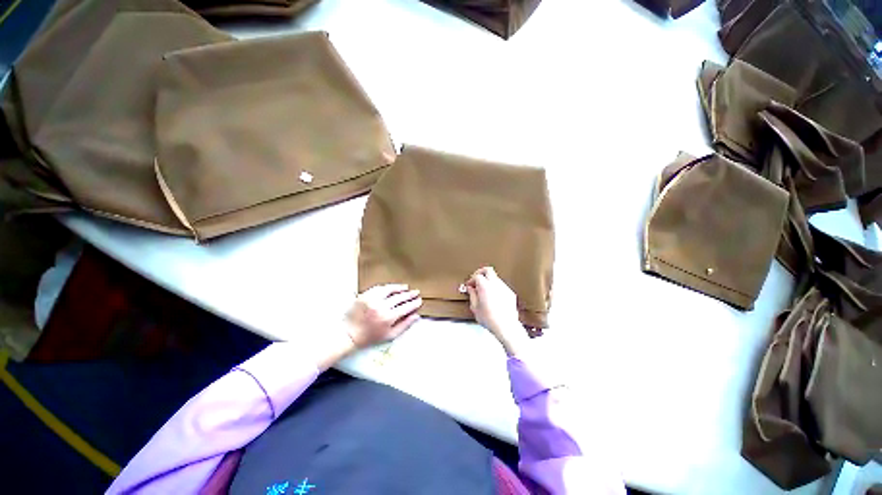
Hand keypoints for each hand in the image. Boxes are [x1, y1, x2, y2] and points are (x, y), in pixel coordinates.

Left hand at [344, 284, 421, 348]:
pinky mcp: (365, 295)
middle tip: (416, 292)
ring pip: (389, 289)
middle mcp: (381, 306)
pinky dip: (387, 287)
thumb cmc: (370, 337)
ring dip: (399, 288)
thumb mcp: (390, 335)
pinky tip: (392, 288)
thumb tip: (416, 316)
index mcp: (388, 317)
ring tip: (406, 287)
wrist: (349, 334)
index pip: (406, 307)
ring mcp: (372, 299)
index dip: (414, 303)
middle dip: (409, 294)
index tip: (419, 301)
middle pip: (399, 297)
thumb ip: (405, 325)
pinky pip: (379, 288)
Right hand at [465, 267, 528, 355]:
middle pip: (488, 270)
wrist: (506, 326)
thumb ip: (472, 295)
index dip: (471, 279)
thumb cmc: (490, 319)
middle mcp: (495, 284)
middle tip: (476, 279)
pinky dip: (495, 287)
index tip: (469, 285)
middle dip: (480, 272)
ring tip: (484, 290)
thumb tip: (471, 289)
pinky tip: (492, 296)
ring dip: (488, 280)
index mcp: (485, 286)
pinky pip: (501, 285)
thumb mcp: (475, 308)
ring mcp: (504, 287)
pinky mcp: (510, 293)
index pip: (477, 276)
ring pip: (495, 277)